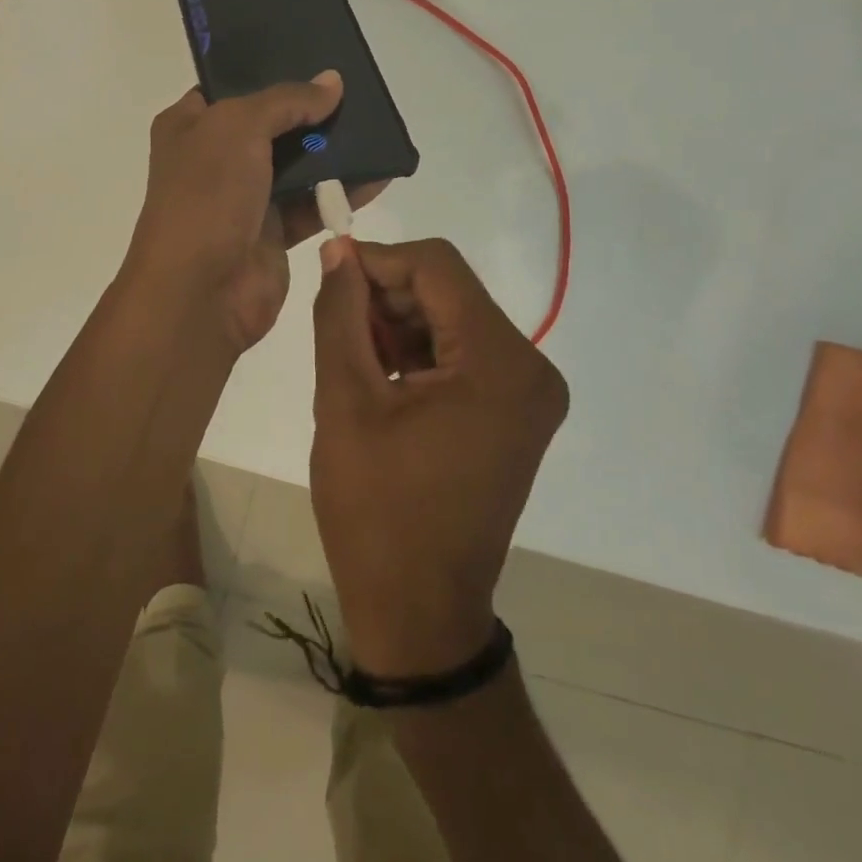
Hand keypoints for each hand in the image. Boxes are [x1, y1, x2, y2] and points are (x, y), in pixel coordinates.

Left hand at [125, 73, 382, 353]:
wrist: (200, 291)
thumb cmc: (207, 195)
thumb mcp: (239, 127)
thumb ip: (287, 100)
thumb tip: (332, 82)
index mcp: (190, 126)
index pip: (228, 87)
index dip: (267, 71)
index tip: (313, 57)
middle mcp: (214, 158)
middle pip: (270, 125)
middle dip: (310, 110)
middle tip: (357, 90)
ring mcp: (243, 198)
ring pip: (296, 165)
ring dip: (332, 151)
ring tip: (376, 127)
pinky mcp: (272, 233)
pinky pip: (313, 203)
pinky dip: (342, 191)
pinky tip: (379, 175)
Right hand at [310, 237, 568, 676]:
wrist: (419, 609)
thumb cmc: (376, 509)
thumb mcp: (345, 401)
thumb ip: (340, 314)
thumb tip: (338, 251)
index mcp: (500, 363)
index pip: (437, 268)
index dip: (378, 261)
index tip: (331, 276)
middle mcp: (531, 368)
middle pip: (449, 292)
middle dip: (388, 297)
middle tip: (336, 325)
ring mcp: (529, 394)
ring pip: (454, 320)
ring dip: (400, 326)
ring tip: (354, 359)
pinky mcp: (516, 413)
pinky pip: (464, 355)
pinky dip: (420, 353)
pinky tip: (382, 378)